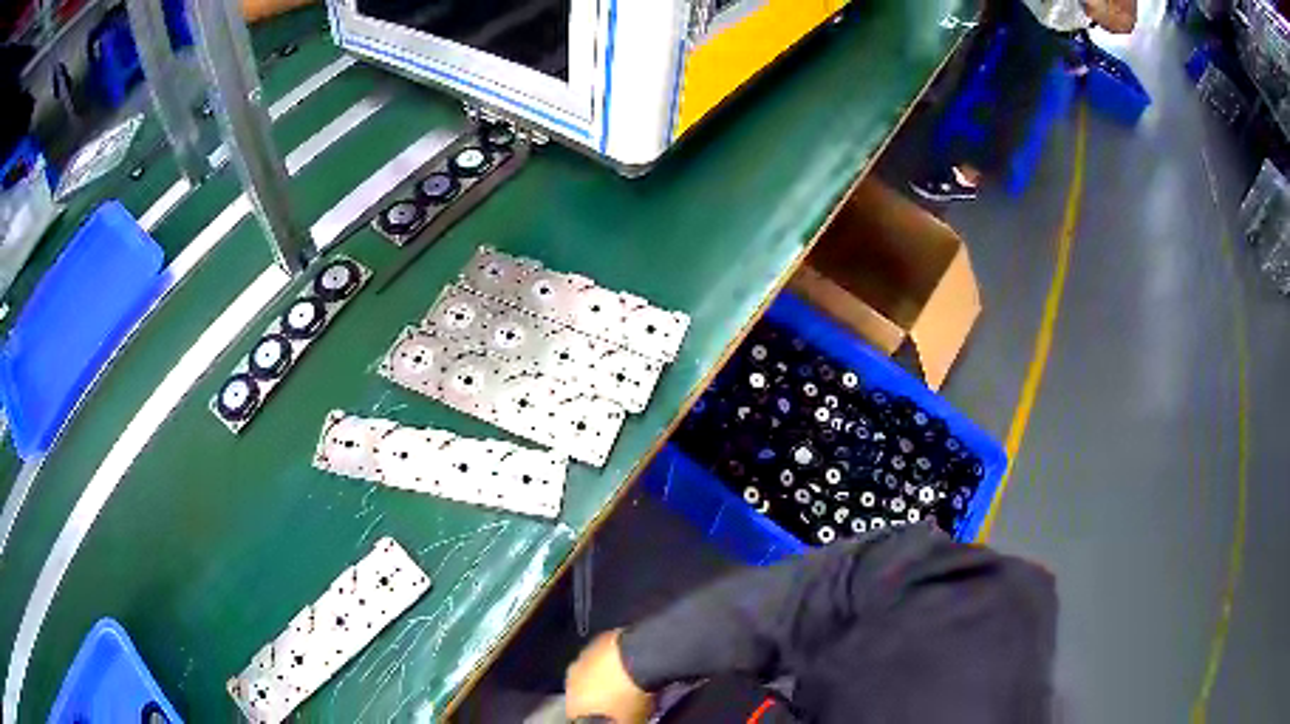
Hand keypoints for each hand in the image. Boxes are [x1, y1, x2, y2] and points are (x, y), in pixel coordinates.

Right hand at [565, 630, 652, 723]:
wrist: (639, 658)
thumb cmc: (629, 694)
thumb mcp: (628, 719)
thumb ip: (621, 722)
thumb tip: (625, 721)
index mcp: (573, 702)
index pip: (577, 716)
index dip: (593, 719)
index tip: (608, 718)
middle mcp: (571, 680)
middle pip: (582, 694)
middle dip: (597, 698)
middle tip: (618, 702)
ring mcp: (582, 658)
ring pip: (590, 674)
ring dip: (602, 679)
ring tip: (624, 683)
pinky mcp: (597, 642)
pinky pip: (601, 657)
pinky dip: (610, 662)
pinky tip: (628, 666)